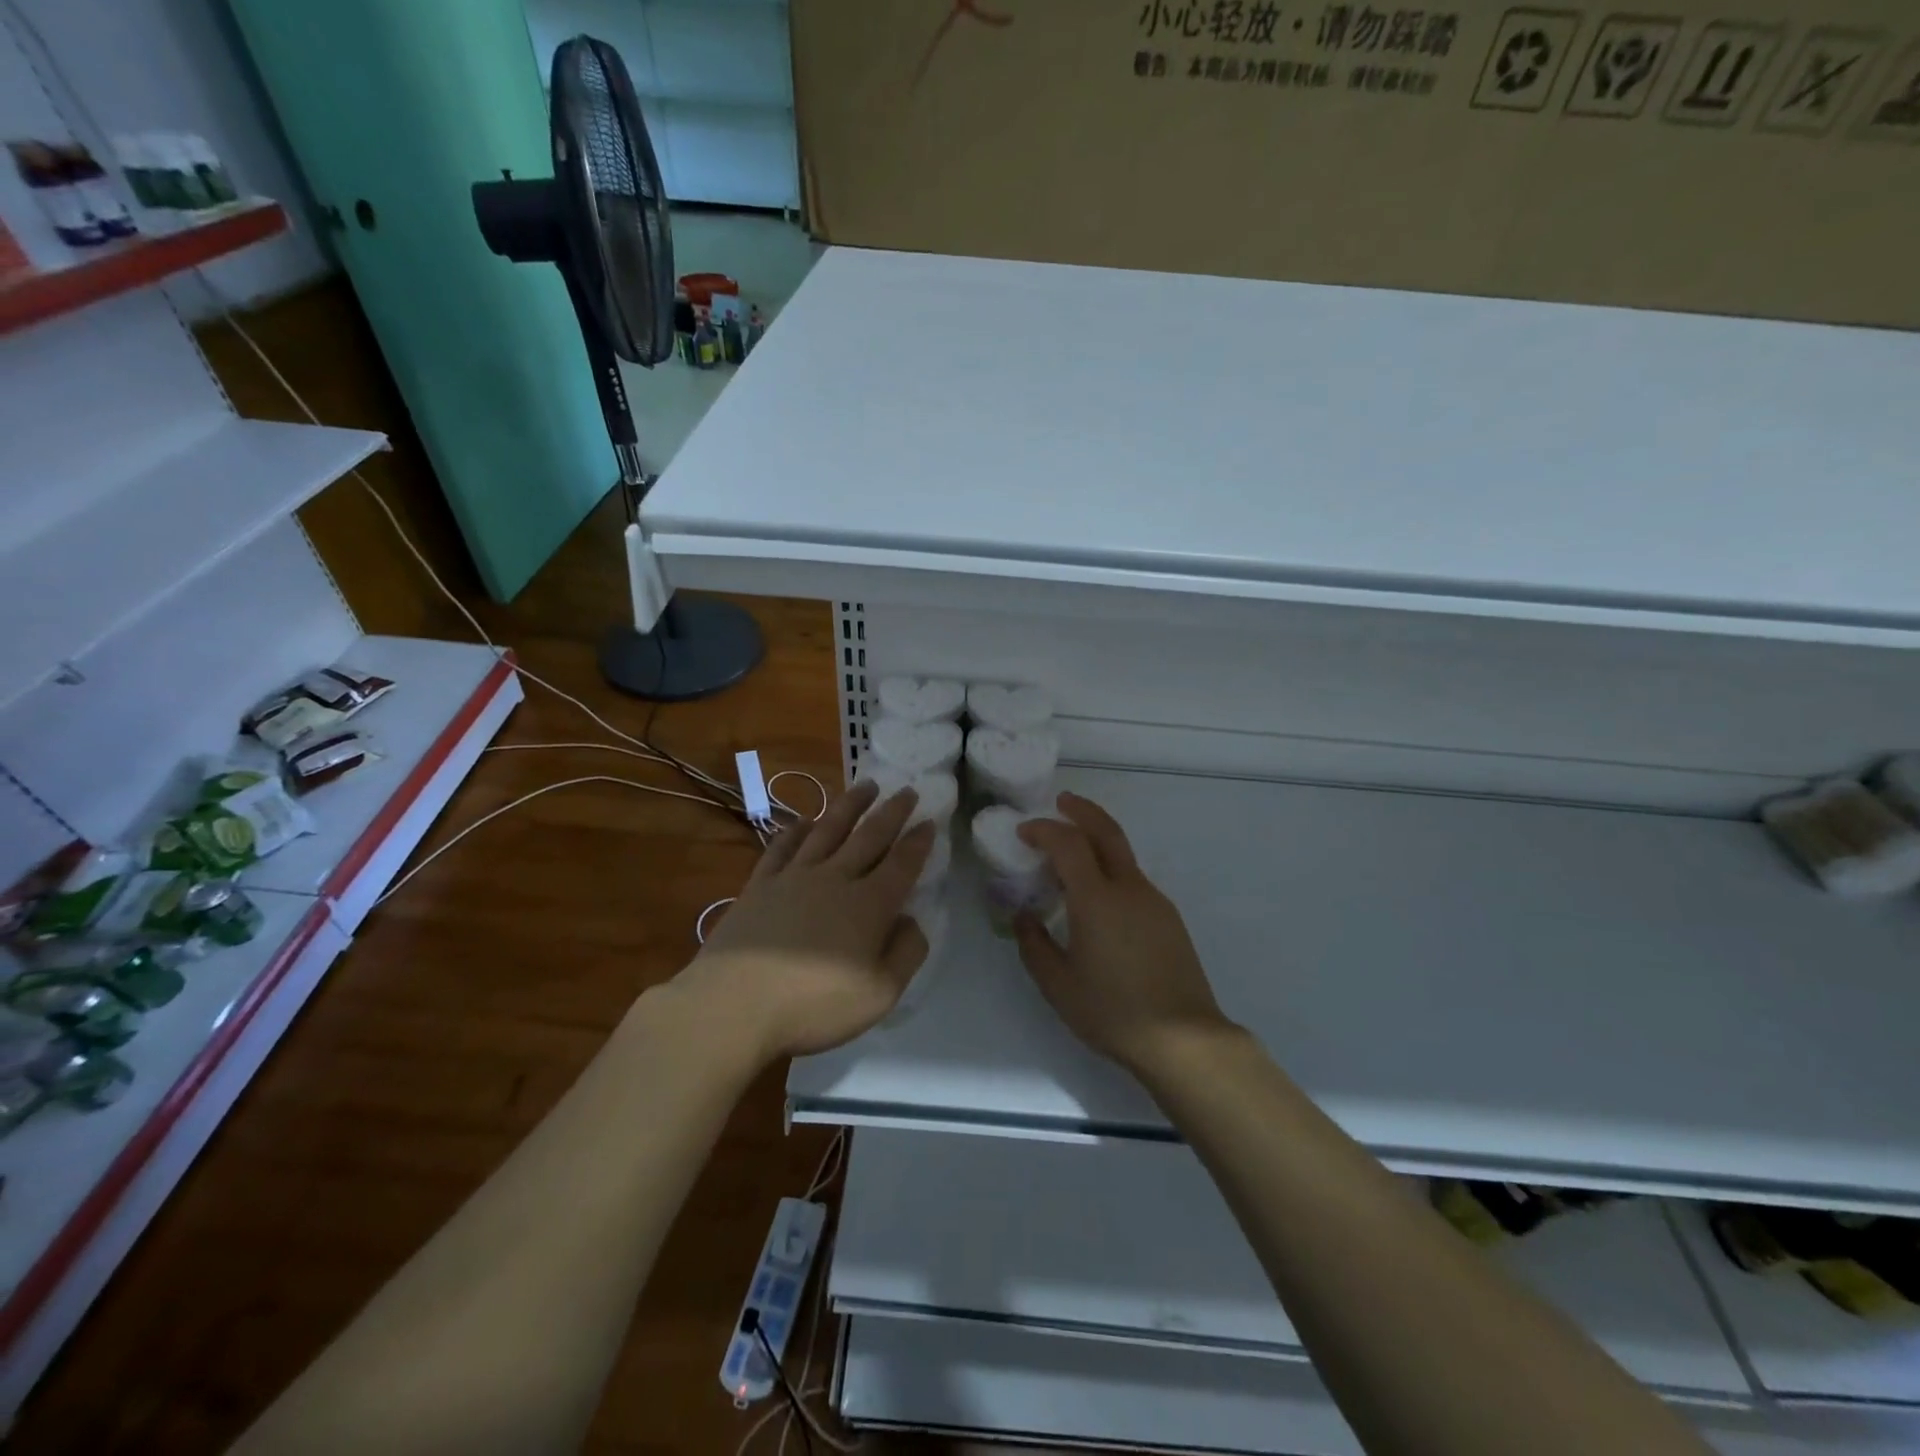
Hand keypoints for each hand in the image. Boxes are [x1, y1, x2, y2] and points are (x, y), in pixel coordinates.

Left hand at [684, 779, 933, 1061]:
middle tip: (907, 791)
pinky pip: (783, 847)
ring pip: (828, 830)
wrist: (734, 1005)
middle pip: (869, 836)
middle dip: (892, 812)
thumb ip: (906, 953)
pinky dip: (796, 830)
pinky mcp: (760, 885)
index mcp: (869, 905)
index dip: (919, 842)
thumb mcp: (880, 995)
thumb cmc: (814, 1005)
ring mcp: (794, 877)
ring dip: (850, 805)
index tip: (930, 821)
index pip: (902, 864)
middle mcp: (835, 879)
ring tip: (866, 785)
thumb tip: (912, 920)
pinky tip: (804, 820)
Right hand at [1014, 792, 1237, 1076]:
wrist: (1184, 1039)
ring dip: (1097, 840)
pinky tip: (1098, 897)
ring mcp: (1154, 901)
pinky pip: (1133, 879)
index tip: (1023, 831)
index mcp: (1097, 899)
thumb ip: (1034, 944)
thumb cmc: (1113, 1011)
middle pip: (1107, 831)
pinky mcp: (1168, 918)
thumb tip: (1023, 916)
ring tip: (1071, 855)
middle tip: (1060, 802)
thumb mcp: (1058, 984)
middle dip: (1082, 810)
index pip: (1068, 843)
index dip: (1044, 830)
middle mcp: (1129, 888)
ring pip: (1123, 855)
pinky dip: (1110, 869)